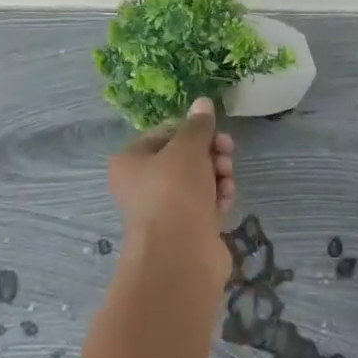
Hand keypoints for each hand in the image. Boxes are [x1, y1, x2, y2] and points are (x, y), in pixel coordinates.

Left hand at [108, 97, 235, 297]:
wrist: (179, 255)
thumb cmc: (174, 192)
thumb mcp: (188, 149)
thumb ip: (198, 126)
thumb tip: (203, 102)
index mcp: (130, 162)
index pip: (164, 134)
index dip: (192, 130)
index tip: (214, 131)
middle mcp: (143, 185)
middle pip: (183, 158)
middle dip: (210, 153)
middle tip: (227, 152)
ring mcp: (165, 210)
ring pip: (198, 181)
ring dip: (218, 175)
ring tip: (227, 178)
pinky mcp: (186, 229)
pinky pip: (205, 204)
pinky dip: (218, 198)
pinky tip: (227, 199)